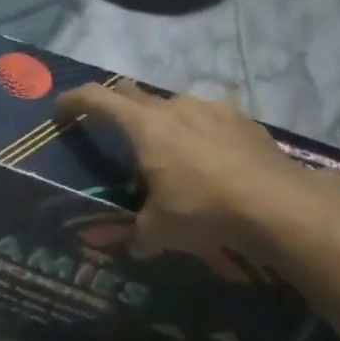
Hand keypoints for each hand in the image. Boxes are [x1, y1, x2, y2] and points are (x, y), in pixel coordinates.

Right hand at [54, 82, 335, 262]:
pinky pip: (211, 120)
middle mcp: (175, 107)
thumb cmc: (204, 210)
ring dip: (165, 122)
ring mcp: (213, 109)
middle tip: (114, 129)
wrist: (280, 205)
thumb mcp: (161, 229)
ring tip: (170, 151)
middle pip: (134, 94)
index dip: (74, 100)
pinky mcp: (245, 120)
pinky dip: (202, 133)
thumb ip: (140, 233)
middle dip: (119, 108)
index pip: (97, 99)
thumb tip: (134, 246)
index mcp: (144, 125)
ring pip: (176, 106)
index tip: (60, 108)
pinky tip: (212, 159)